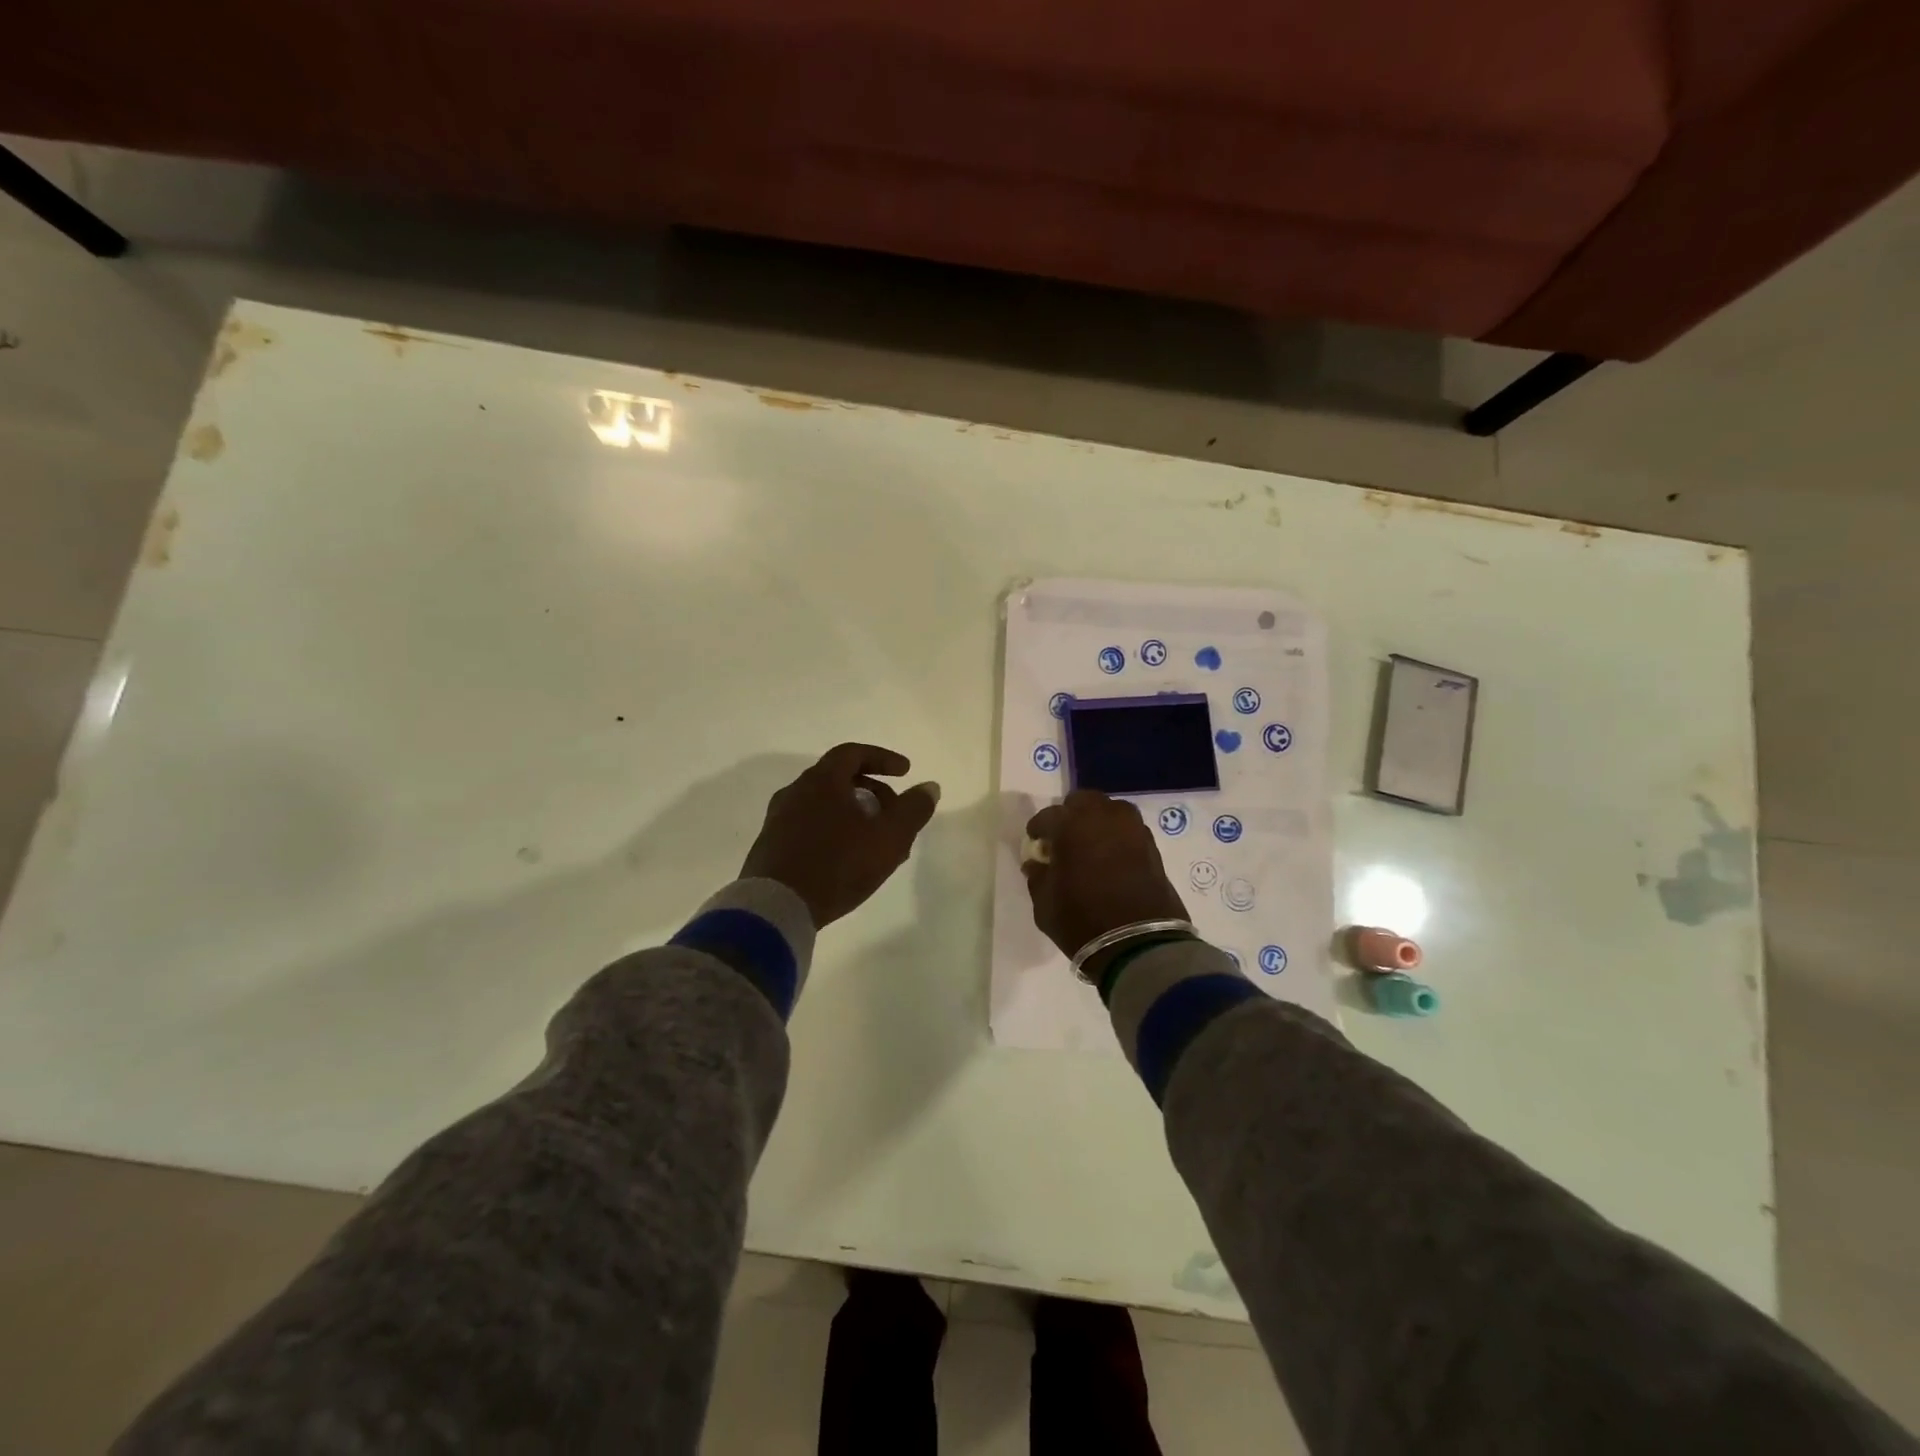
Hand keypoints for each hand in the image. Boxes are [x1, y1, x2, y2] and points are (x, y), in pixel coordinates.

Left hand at [740, 743, 940, 928]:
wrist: (776, 907)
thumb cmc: (838, 864)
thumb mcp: (889, 837)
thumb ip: (913, 810)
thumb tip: (930, 787)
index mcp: (821, 781)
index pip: (853, 754)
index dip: (883, 759)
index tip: (906, 772)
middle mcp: (795, 792)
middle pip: (839, 779)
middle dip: (873, 792)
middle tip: (895, 814)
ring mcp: (778, 820)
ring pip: (825, 806)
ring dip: (854, 816)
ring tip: (877, 843)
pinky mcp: (770, 847)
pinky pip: (809, 827)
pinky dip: (834, 832)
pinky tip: (848, 860)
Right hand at [1022, 791, 1187, 967]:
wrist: (1138, 944)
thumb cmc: (1082, 921)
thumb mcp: (1044, 904)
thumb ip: (1038, 877)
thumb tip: (1037, 864)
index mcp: (1071, 825)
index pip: (1047, 816)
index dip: (1038, 830)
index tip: (1036, 844)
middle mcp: (1103, 817)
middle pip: (1082, 801)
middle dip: (1070, 815)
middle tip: (1064, 839)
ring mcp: (1132, 829)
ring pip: (1110, 810)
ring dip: (1097, 821)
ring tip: (1091, 845)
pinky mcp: (1152, 845)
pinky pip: (1128, 829)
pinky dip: (1117, 836)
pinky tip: (1111, 858)